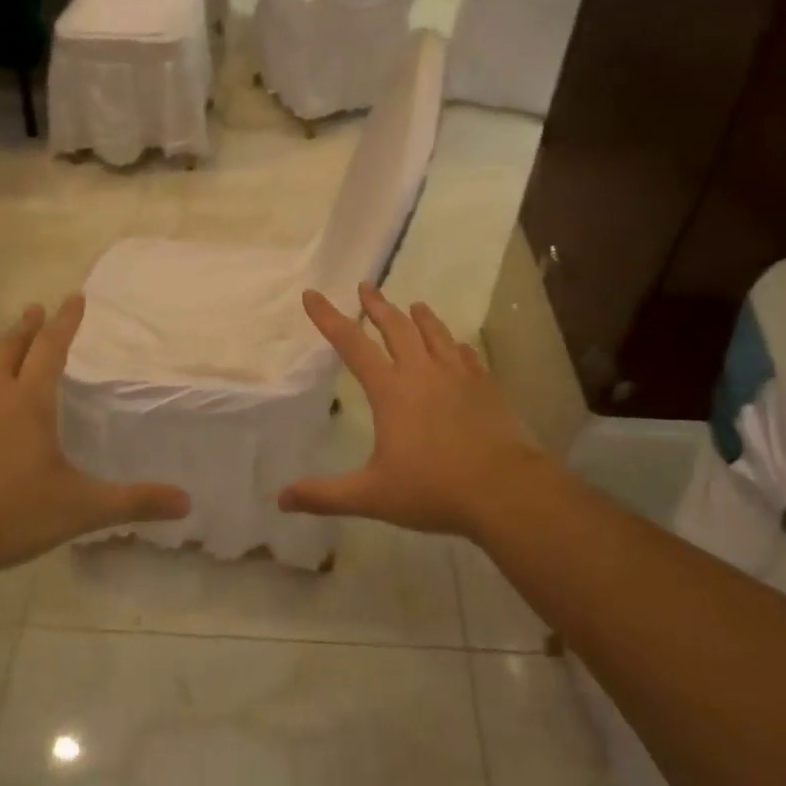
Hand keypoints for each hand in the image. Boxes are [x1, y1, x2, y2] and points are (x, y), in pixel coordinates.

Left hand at [0, 296, 189, 581]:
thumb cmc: (10, 516)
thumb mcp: (81, 509)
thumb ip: (134, 502)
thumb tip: (187, 502)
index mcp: (29, 402)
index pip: (51, 348)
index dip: (65, 321)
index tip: (74, 296)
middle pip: (9, 348)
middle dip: (25, 326)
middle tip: (33, 308)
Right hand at [279, 284, 552, 538]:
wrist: (505, 490)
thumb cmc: (433, 489)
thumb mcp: (371, 496)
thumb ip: (324, 495)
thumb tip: (280, 499)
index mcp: (390, 391)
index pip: (352, 344)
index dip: (329, 318)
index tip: (312, 294)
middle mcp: (422, 373)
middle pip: (396, 328)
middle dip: (377, 305)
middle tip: (365, 286)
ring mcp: (458, 377)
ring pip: (435, 335)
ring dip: (420, 317)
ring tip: (413, 305)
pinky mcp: (486, 387)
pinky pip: (467, 357)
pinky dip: (456, 346)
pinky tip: (458, 346)